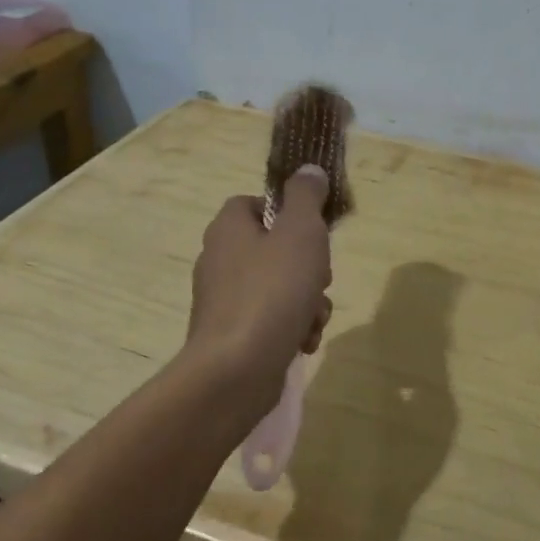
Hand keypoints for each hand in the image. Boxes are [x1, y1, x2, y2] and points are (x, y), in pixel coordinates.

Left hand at [185, 166, 333, 417]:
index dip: (288, 212)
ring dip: (307, 301)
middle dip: (309, 266)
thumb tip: (308, 170)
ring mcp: (224, 300)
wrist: (236, 370)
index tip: (313, 231)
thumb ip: (306, 197)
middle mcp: (219, 259)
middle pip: (275, 248)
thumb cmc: (272, 291)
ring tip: (313, 318)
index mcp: (228, 228)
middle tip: (319, 278)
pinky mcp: (231, 334)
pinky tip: (302, 342)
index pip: (256, 203)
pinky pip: (271, 320)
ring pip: (280, 287)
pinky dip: (291, 327)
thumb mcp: (300, 233)